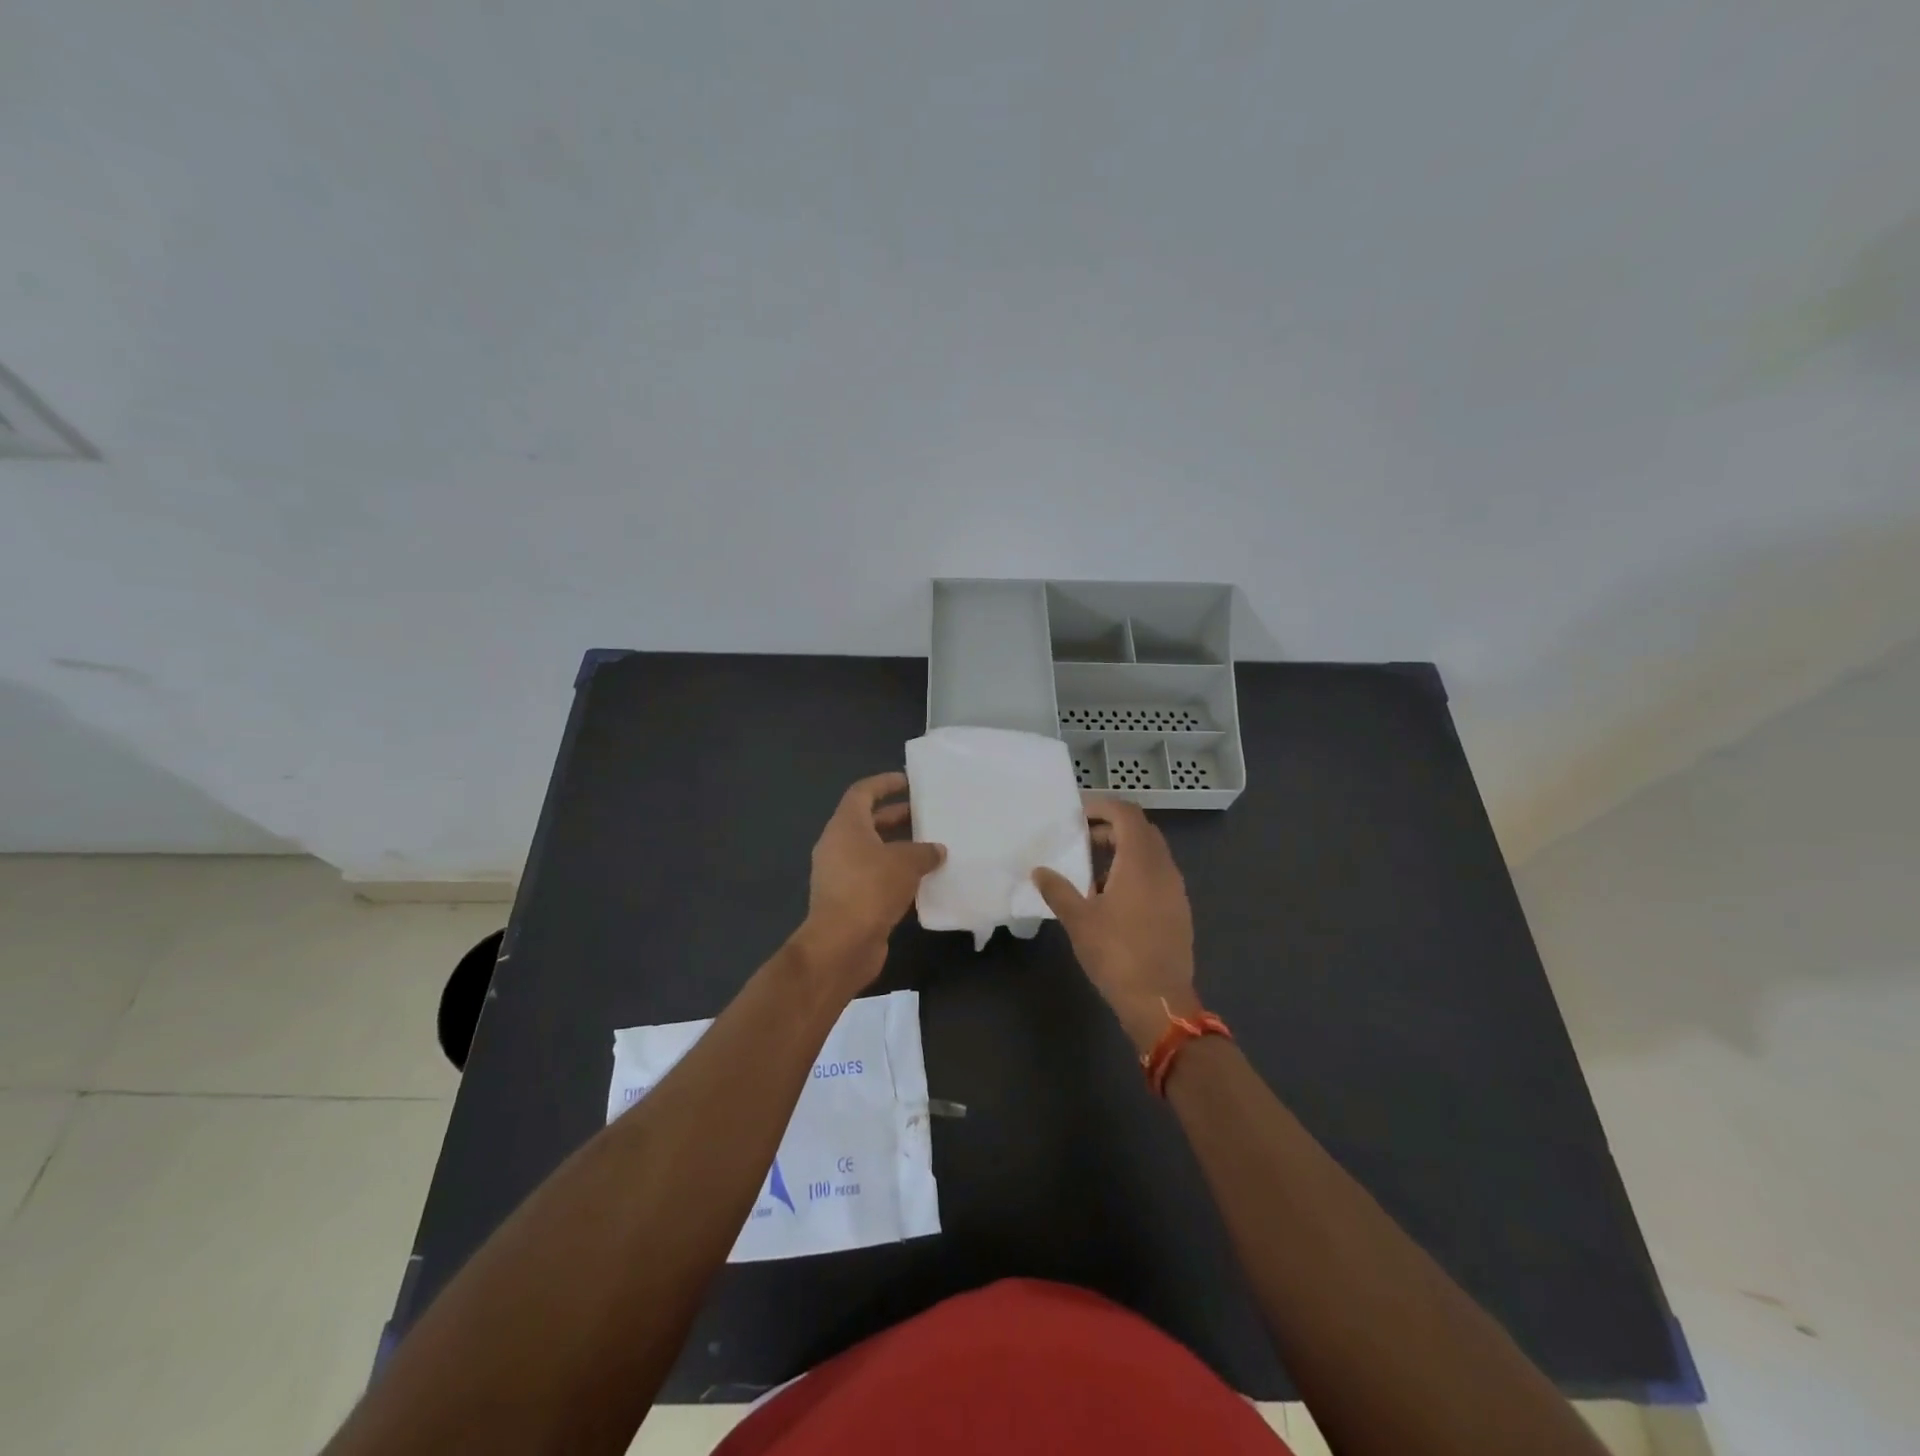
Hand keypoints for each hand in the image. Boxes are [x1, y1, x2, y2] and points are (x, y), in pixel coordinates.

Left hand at [792, 772, 944, 995]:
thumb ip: (924, 852)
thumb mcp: (905, 863)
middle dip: (897, 817)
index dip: (884, 783)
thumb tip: (937, 851)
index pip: (862, 793)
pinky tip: (922, 881)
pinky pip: (875, 878)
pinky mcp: (849, 901)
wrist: (841, 945)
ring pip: (873, 852)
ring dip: (899, 849)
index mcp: (845, 826)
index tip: (907, 781)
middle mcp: (838, 846)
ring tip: (931, 848)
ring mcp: (841, 875)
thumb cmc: (870, 889)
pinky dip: (896, 876)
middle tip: (927, 815)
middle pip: (868, 822)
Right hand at [1033, 797, 1197, 1052]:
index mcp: (1140, 862)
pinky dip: (1136, 871)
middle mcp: (1163, 868)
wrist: (1160, 1001)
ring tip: (1093, 871)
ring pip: (1151, 853)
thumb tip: (1039, 871)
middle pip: (1142, 830)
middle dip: (1112, 827)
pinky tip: (1113, 898)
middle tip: (1083, 840)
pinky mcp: (1179, 909)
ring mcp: (1176, 889)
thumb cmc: (1117, 954)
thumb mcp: (1079, 920)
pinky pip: (1157, 874)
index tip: (1078, 815)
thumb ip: (1058, 890)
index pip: (1127, 814)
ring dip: (1124, 850)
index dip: (1103, 807)